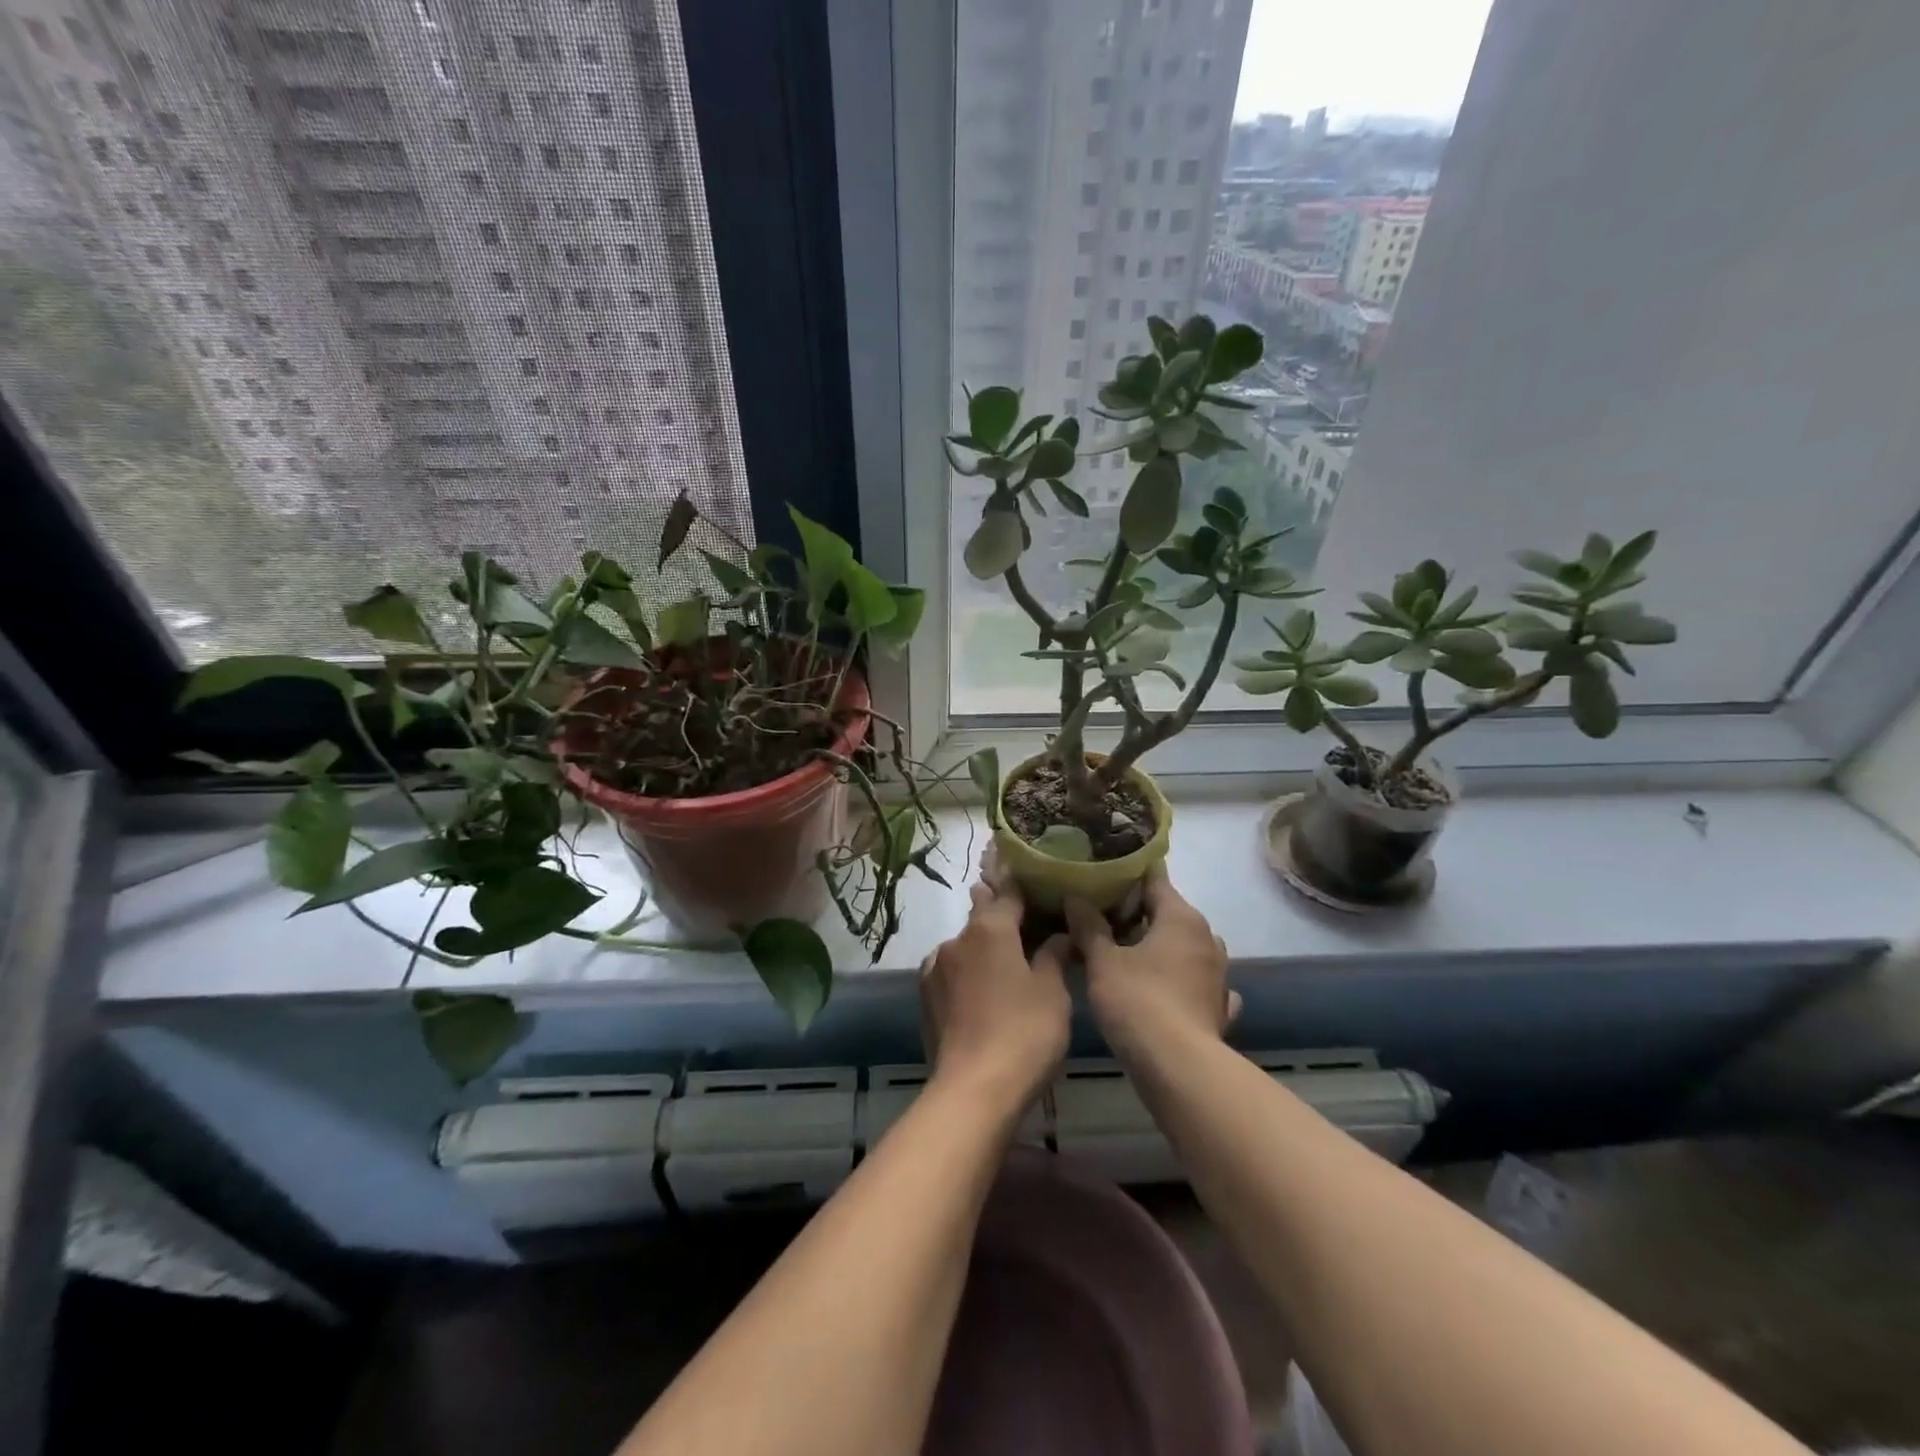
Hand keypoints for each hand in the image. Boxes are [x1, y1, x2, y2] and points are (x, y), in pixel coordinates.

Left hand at [920, 859, 1070, 1115]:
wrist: (973, 1090)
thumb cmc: (1024, 1033)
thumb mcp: (1053, 992)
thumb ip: (1053, 956)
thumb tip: (1059, 935)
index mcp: (991, 928)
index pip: (1009, 892)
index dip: (1024, 885)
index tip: (1035, 880)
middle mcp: (958, 939)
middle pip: (982, 915)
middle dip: (1000, 913)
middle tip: (1024, 918)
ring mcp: (936, 967)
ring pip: (965, 945)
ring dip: (983, 947)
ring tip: (1005, 962)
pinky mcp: (926, 996)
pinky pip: (951, 971)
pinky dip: (968, 972)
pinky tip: (981, 989)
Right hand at [1066, 863, 1237, 1056]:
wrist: (1180, 1069)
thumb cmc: (1138, 1002)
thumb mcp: (1102, 961)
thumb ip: (1088, 926)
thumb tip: (1075, 897)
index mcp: (1181, 917)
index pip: (1154, 878)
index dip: (1126, 875)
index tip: (1100, 877)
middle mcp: (1206, 938)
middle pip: (1168, 912)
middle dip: (1137, 913)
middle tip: (1099, 917)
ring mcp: (1217, 974)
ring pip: (1183, 946)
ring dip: (1158, 946)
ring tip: (1123, 953)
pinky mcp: (1218, 1006)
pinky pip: (1194, 981)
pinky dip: (1178, 979)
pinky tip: (1162, 988)